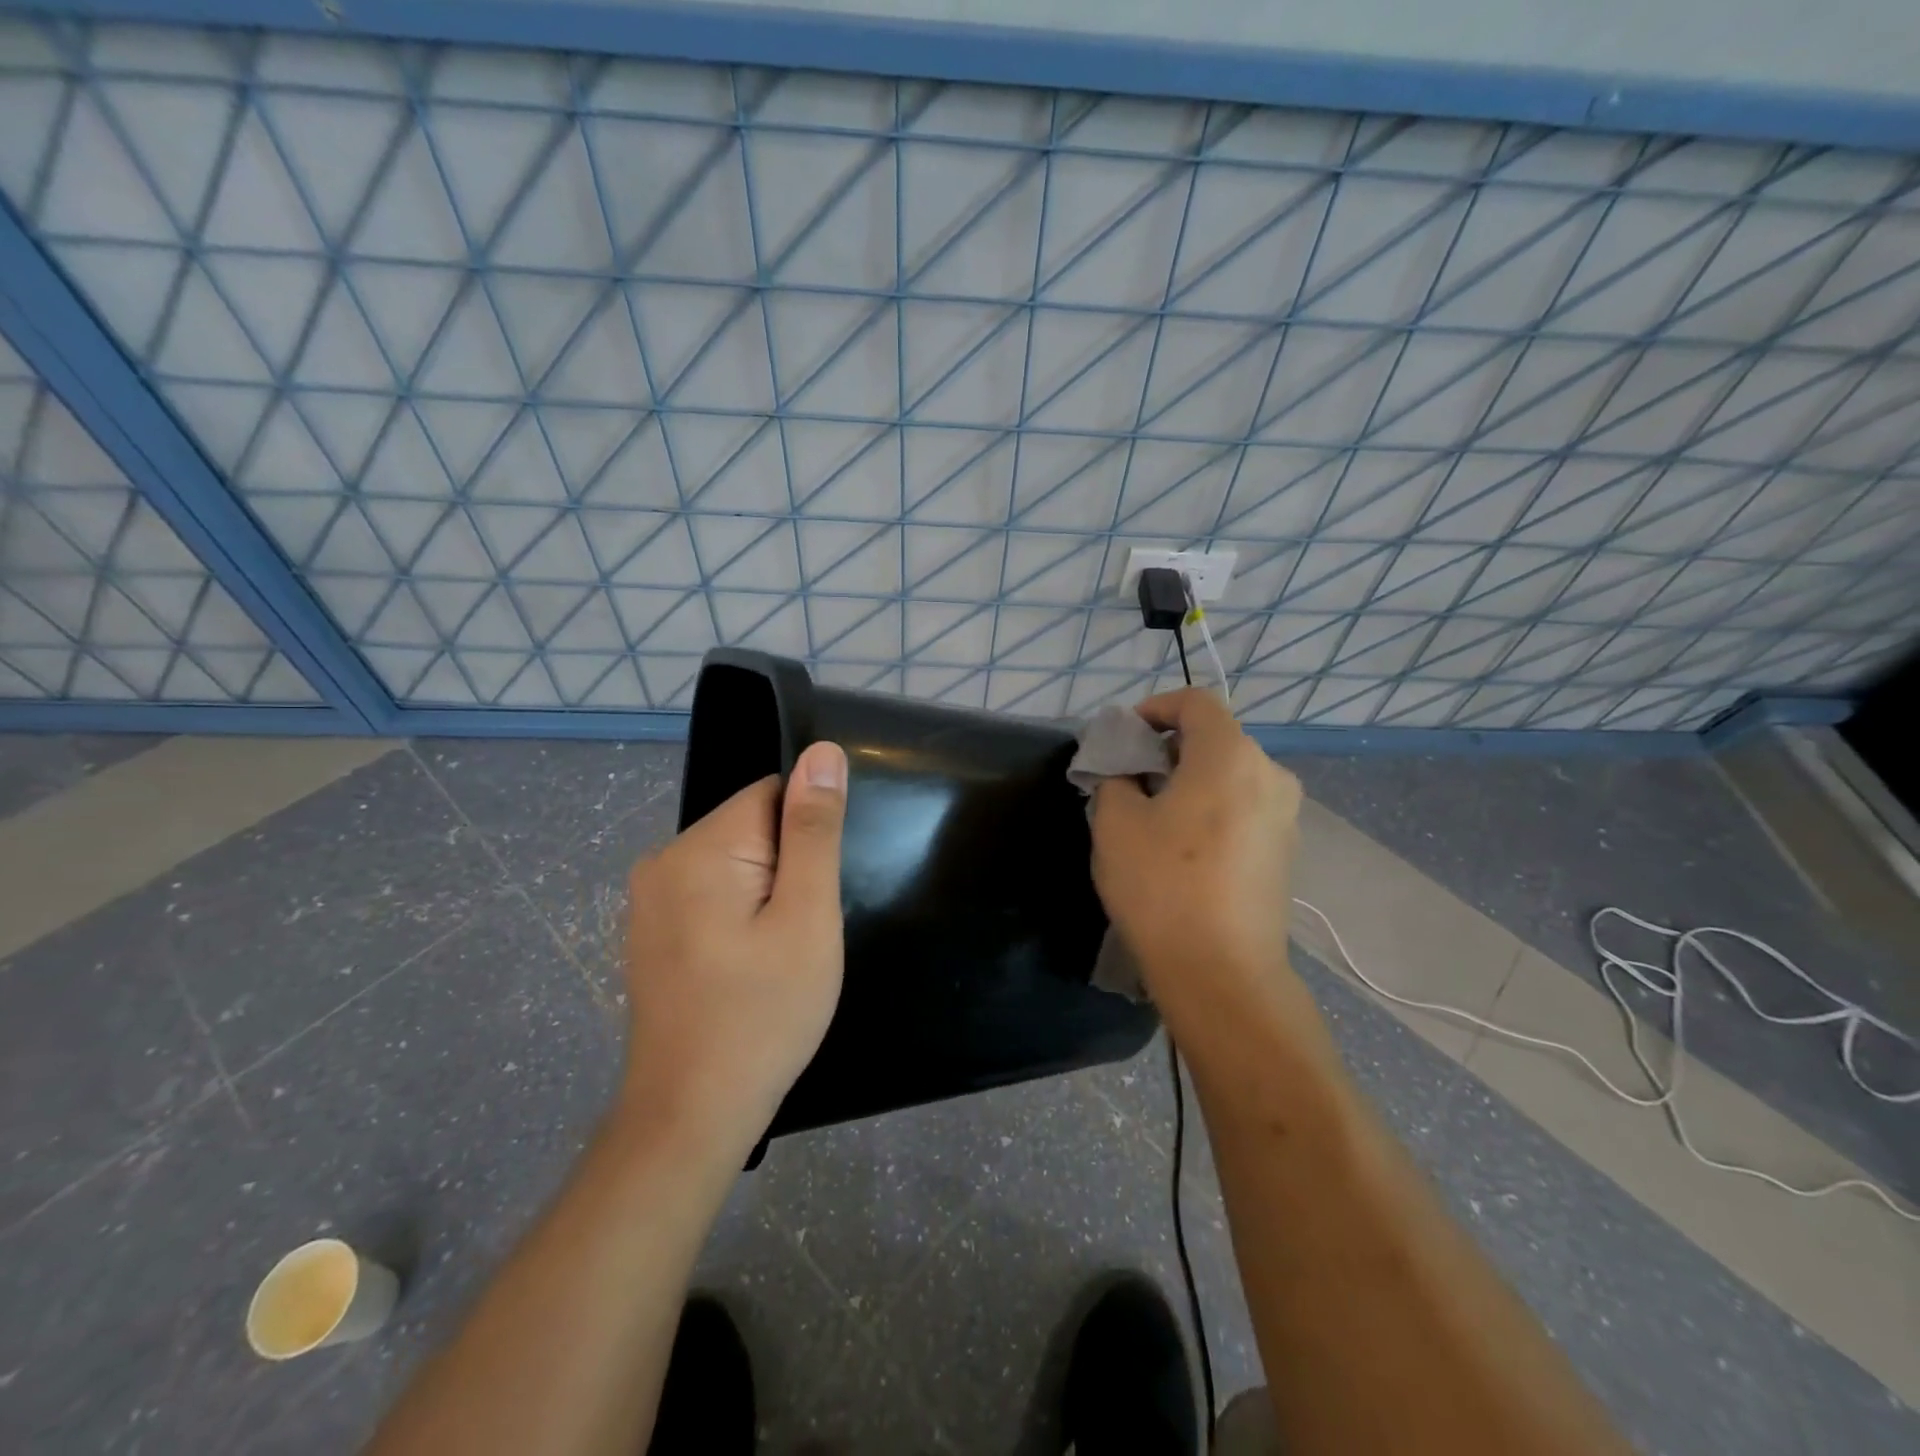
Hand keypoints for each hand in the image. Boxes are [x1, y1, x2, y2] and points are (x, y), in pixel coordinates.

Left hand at [619, 741, 847, 1154]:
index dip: (808, 838)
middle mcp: (662, 860)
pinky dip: (740, 915)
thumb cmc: (763, 1013)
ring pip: (736, 862)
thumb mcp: (807, 916)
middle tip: (801, 933)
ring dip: (767, 894)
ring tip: (778, 954)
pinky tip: (748, 967)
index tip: (815, 892)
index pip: (772, 794)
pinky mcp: (651, 931)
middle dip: (788, 867)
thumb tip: (822, 752)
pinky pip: (712, 894)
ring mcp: (650, 900)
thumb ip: (814, 829)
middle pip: (752, 826)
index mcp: (699, 847)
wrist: (691, 1114)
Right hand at [1091, 689, 1302, 1021]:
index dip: (1154, 708)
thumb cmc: (1162, 886)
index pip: (1195, 702)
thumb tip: (1128, 774)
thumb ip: (1116, 778)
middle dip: (1168, 748)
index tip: (1123, 738)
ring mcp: (1285, 815)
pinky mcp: (1286, 851)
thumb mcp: (1115, 823)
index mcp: (1230, 755)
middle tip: (1129, 779)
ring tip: (1152, 814)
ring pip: (1230, 775)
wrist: (1222, 974)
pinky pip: (1244, 807)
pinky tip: (1183, 846)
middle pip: (1215, 738)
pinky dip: (1212, 808)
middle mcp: (1269, 774)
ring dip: (1190, 780)